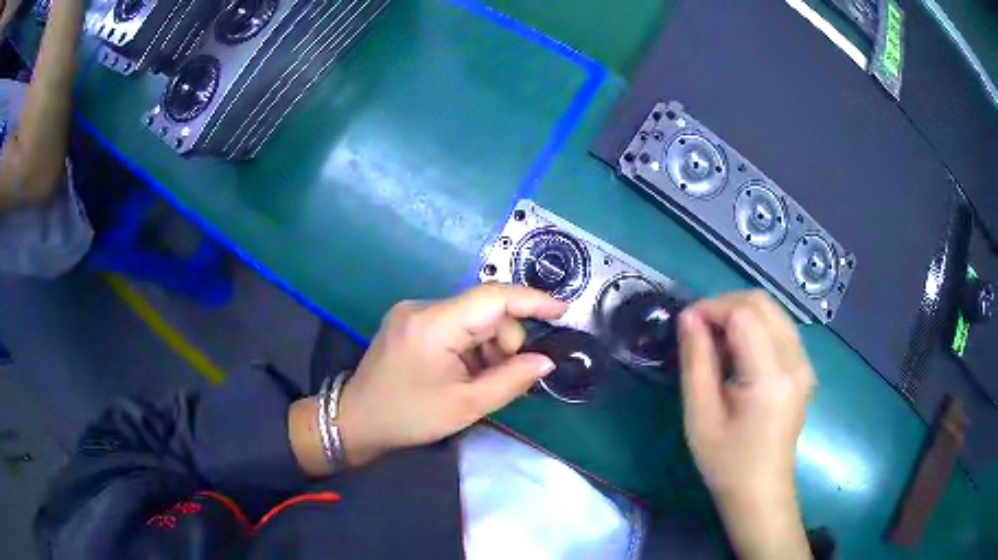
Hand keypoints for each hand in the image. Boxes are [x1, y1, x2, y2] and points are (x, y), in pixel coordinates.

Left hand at [336, 284, 565, 465]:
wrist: (356, 420)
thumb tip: (545, 360)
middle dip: (504, 341)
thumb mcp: (466, 406)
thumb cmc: (410, 417)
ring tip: (474, 380)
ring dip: (486, 346)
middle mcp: (422, 306)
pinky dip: (469, 346)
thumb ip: (511, 380)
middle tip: (499, 377)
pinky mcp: (409, 320)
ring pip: (472, 317)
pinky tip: (460, 372)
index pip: (493, 297)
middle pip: (485, 310)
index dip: (531, 300)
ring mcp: (413, 311)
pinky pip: (455, 324)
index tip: (562, 310)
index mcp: (434, 324)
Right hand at [678, 291, 814, 559]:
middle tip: (697, 330)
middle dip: (725, 305)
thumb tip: (688, 317)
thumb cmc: (726, 462)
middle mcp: (796, 361)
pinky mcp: (804, 369)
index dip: (711, 308)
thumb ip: (696, 361)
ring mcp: (804, 363)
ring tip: (715, 341)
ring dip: (740, 314)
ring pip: (773, 311)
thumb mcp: (701, 415)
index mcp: (771, 376)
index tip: (685, 325)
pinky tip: (737, 352)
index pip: (744, 314)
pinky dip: (754, 327)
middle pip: (762, 303)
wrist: (760, 492)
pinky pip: (780, 328)